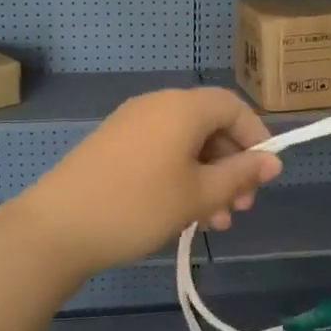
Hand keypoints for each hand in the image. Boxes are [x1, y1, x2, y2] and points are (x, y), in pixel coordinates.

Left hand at [11, 88, 282, 276]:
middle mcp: (158, 104)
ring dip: (208, 177)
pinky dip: (180, 175)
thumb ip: (240, 176)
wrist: (57, 226)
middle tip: (241, 207)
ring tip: (215, 221)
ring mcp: (131, 122)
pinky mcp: (113, 144)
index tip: (264, 175)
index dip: (255, 136)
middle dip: (231, 165)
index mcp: (182, 107)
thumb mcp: (198, 194)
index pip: (233, 106)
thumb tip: (273, 161)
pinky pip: (160, 150)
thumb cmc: (138, 205)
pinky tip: (182, 213)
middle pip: (209, 124)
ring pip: (185, 142)